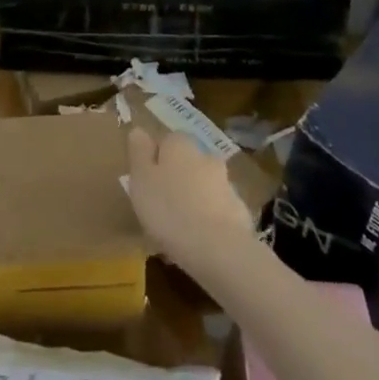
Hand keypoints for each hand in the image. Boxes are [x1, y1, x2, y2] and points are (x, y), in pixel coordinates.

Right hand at [127, 128, 258, 275]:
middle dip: (175, 180)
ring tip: (175, 231)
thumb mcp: (141, 178)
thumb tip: (139, 130)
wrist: (219, 249)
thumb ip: (139, 152)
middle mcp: (205, 156)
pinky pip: (215, 211)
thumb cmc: (169, 209)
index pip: (165, 141)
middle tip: (158, 207)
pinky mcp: (239, 212)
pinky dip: (206, 221)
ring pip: (202, 187)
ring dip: (191, 200)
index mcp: (180, 144)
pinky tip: (195, 243)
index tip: (144, 182)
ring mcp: (226, 184)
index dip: (154, 160)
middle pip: (186, 163)